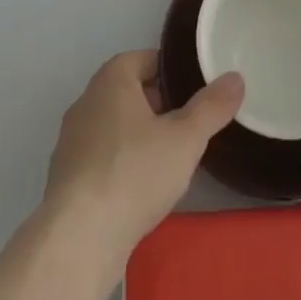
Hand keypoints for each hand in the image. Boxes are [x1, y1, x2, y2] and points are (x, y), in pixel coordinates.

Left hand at [43, 51, 243, 278]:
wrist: (78, 240)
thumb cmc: (134, 173)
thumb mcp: (185, 139)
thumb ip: (211, 107)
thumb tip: (236, 78)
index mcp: (112, 78)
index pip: (146, 59)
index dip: (172, 73)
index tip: (195, 92)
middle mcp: (87, 100)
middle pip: (129, 92)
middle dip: (158, 106)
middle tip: (188, 127)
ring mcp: (71, 140)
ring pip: (114, 127)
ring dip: (138, 138)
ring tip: (168, 162)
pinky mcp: (65, 178)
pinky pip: (100, 159)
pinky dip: (120, 166)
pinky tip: (139, 192)